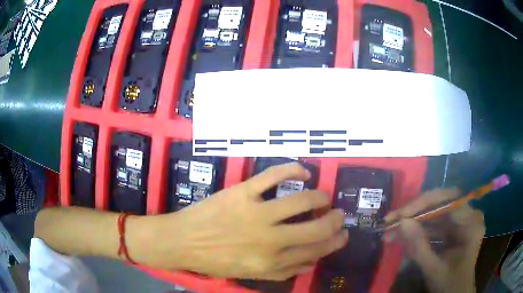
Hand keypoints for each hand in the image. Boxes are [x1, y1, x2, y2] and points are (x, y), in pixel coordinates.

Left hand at [146, 163, 347, 280]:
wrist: (183, 242)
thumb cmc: (216, 261)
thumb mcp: (251, 274)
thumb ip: (283, 271)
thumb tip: (311, 262)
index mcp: (272, 261)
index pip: (315, 251)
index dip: (334, 242)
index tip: (342, 234)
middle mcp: (270, 239)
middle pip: (316, 228)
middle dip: (334, 220)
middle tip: (338, 214)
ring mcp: (256, 213)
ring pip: (301, 200)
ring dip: (319, 197)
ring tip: (323, 196)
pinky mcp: (242, 192)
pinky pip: (273, 176)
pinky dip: (292, 169)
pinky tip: (302, 171)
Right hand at [385, 189, 484, 292]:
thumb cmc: (449, 284)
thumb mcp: (434, 269)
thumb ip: (419, 247)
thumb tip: (401, 223)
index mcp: (471, 223)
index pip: (450, 200)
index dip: (425, 202)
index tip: (402, 214)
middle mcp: (468, 215)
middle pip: (441, 203)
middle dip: (415, 212)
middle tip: (391, 219)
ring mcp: (460, 221)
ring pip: (434, 212)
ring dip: (412, 221)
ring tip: (390, 230)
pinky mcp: (452, 228)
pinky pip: (433, 223)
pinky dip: (417, 230)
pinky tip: (401, 237)